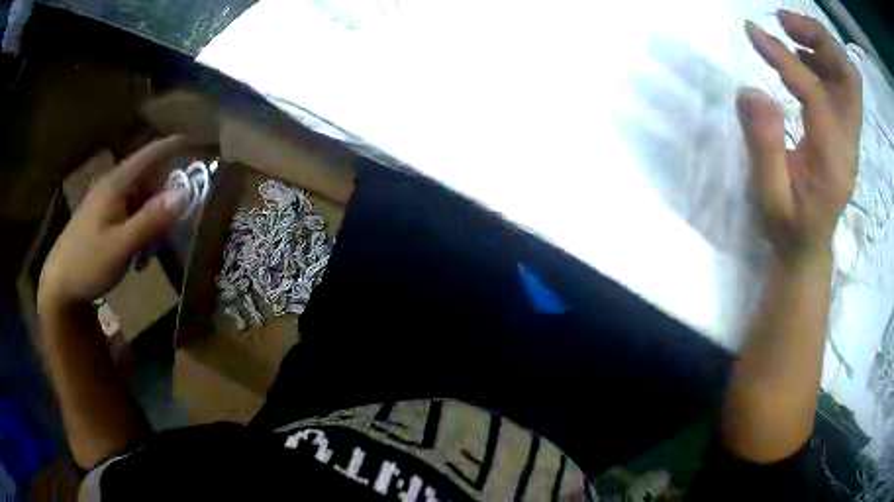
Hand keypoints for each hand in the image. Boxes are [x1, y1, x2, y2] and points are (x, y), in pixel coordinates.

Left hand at [38, 136, 191, 311]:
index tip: (198, 143)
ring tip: (150, 250)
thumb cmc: (87, 263)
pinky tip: (136, 253)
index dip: (173, 146)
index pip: (150, 154)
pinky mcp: (101, 219)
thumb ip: (151, 220)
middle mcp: (111, 187)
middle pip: (147, 179)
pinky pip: (128, 214)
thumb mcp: (121, 246)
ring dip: (150, 218)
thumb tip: (184, 194)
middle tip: (173, 226)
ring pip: (138, 199)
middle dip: (163, 197)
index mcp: (116, 184)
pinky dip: (139, 228)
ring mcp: (105, 203)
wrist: (59, 285)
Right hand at [739, 11, 861, 264]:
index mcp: (832, 160)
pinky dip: (825, 59)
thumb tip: (752, 91)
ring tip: (790, 30)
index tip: (753, 32)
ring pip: (849, 75)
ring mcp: (850, 135)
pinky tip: (803, 55)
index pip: (816, 93)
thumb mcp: (770, 197)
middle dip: (820, 39)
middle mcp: (849, 142)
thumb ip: (764, 145)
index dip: (785, 57)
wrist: (809, 247)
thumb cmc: (789, 227)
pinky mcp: (845, 130)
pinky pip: (844, 83)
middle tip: (785, 22)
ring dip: (823, 44)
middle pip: (849, 76)